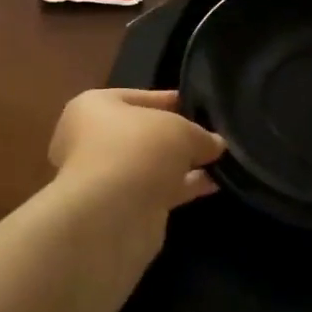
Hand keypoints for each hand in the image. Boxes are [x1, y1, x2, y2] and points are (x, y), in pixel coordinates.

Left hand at [49, 88, 225, 216]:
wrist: (112, 215)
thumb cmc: (138, 150)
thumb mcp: (180, 130)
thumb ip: (200, 134)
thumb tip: (214, 144)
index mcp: (93, 107)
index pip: (136, 97)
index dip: (168, 100)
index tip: (197, 105)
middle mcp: (91, 139)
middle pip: (143, 133)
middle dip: (176, 137)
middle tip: (210, 136)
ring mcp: (104, 177)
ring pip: (150, 164)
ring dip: (181, 165)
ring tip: (219, 161)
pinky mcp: (119, 208)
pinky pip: (156, 190)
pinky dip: (181, 187)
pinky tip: (212, 184)